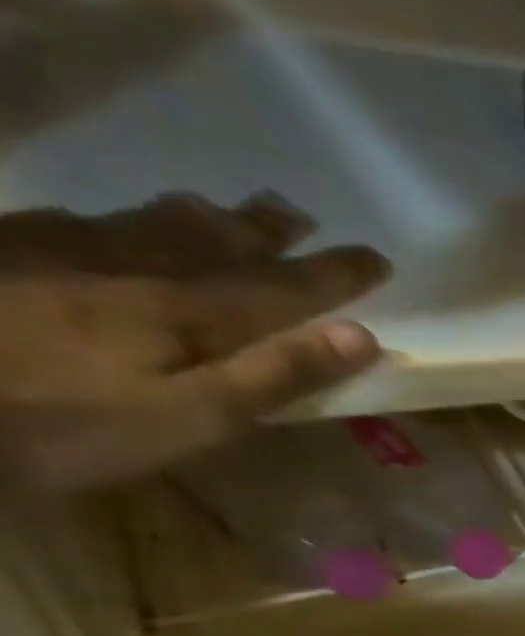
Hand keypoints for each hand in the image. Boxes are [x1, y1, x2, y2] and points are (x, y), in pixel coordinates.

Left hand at [0, 193, 390, 492]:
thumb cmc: (69, 424)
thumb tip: (361, 336)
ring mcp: (60, 252)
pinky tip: (115, 224)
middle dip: (265, 230)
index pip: (284, 287)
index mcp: (189, 311)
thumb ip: (278, 374)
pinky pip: (78, 223)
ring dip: (202, 217)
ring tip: (228, 211)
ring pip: (149, 224)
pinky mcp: (5, 254)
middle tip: (299, 214)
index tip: (377, 258)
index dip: (335, 274)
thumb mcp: (196, 417)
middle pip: (214, 241)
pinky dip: (120, 221)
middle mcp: (134, 267)